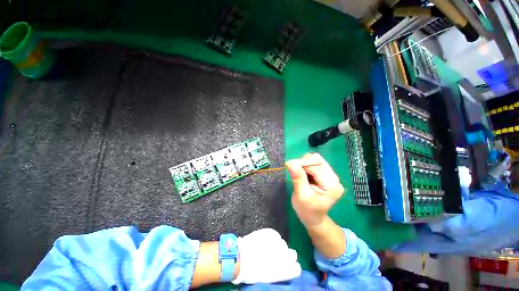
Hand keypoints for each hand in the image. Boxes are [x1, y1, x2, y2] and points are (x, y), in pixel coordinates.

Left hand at [232, 228, 300, 284]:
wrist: (240, 257)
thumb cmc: (252, 273)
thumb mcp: (269, 277)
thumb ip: (281, 272)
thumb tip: (286, 267)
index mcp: (284, 270)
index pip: (297, 269)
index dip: (293, 267)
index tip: (290, 267)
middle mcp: (284, 256)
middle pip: (293, 254)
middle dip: (287, 256)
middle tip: (278, 257)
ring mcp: (277, 243)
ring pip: (284, 244)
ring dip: (279, 247)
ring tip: (269, 248)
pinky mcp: (271, 233)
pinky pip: (276, 236)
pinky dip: (273, 238)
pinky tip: (267, 241)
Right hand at [286, 153, 343, 225]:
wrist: (313, 218)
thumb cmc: (306, 210)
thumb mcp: (301, 195)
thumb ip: (298, 178)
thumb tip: (290, 162)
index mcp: (331, 185)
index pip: (316, 165)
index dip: (301, 163)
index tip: (288, 165)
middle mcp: (334, 178)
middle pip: (317, 160)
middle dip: (303, 163)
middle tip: (293, 170)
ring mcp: (332, 176)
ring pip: (316, 160)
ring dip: (304, 164)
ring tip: (299, 174)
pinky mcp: (327, 175)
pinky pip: (316, 164)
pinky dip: (307, 166)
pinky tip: (304, 174)